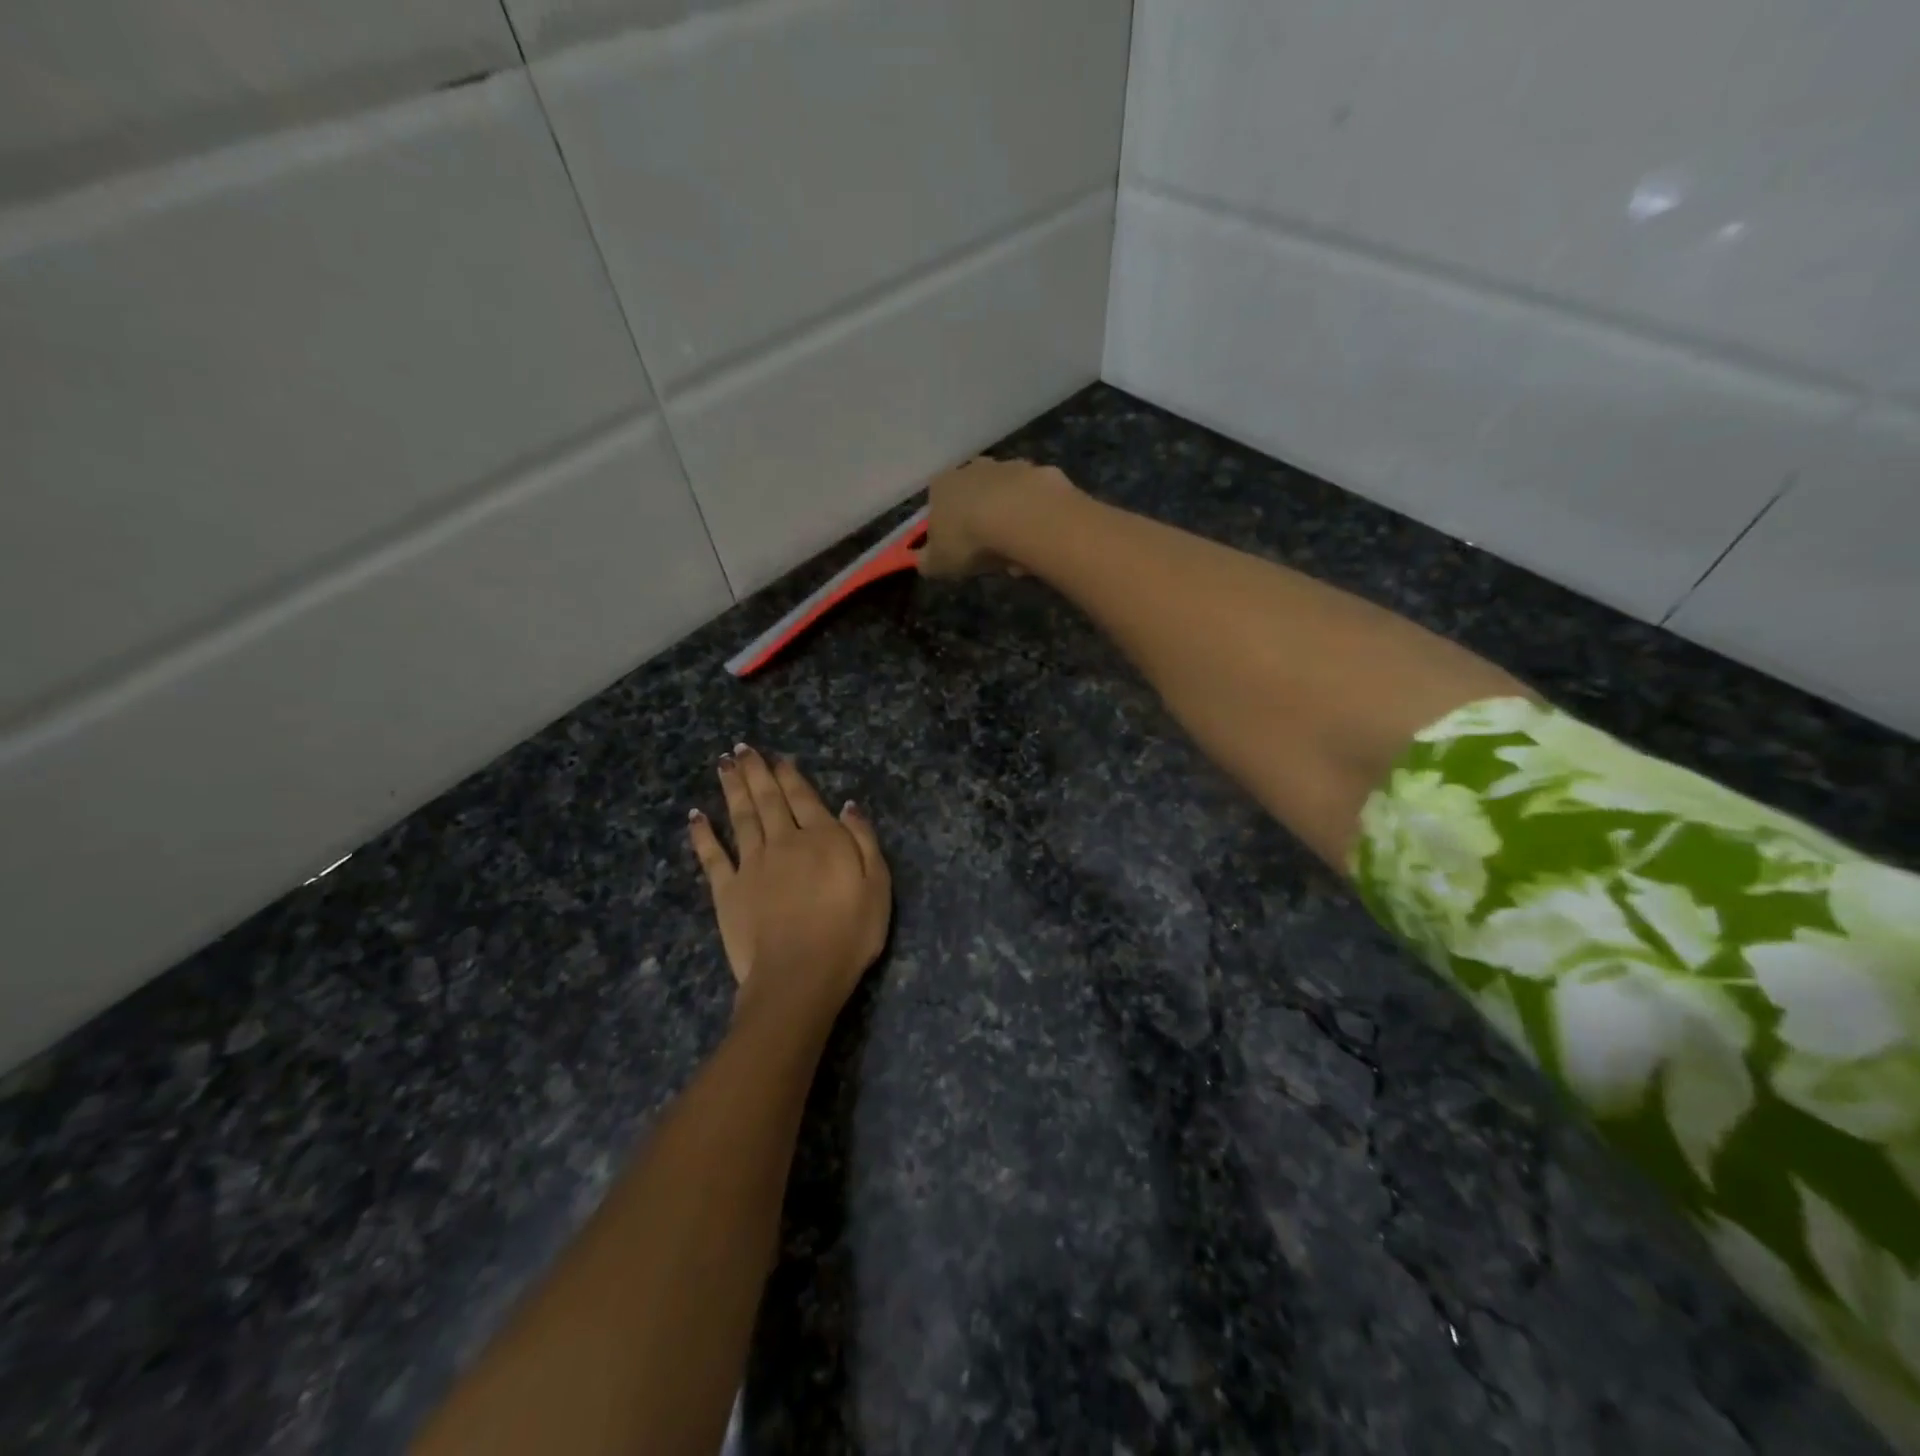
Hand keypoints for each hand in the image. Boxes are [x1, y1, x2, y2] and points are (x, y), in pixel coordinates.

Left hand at [688, 746, 890, 1033]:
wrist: (800, 974)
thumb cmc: (849, 933)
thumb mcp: (877, 885)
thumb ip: (863, 841)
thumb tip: (848, 806)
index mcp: (821, 838)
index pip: (804, 798)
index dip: (790, 775)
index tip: (778, 757)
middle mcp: (783, 841)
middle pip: (768, 799)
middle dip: (755, 772)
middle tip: (741, 749)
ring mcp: (751, 864)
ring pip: (740, 817)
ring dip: (732, 789)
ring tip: (724, 765)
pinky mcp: (727, 890)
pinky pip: (712, 856)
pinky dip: (702, 834)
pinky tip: (695, 816)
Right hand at [915, 457, 1078, 579]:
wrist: (1022, 518)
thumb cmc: (970, 539)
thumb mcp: (939, 562)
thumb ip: (927, 561)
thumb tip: (923, 561)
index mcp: (942, 485)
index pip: (938, 504)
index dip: (948, 529)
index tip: (959, 551)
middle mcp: (974, 468)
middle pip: (974, 497)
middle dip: (982, 522)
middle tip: (990, 553)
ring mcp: (1010, 466)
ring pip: (1007, 497)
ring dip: (1010, 522)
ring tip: (1017, 554)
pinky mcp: (1043, 473)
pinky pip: (1035, 501)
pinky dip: (1036, 520)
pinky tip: (1039, 542)